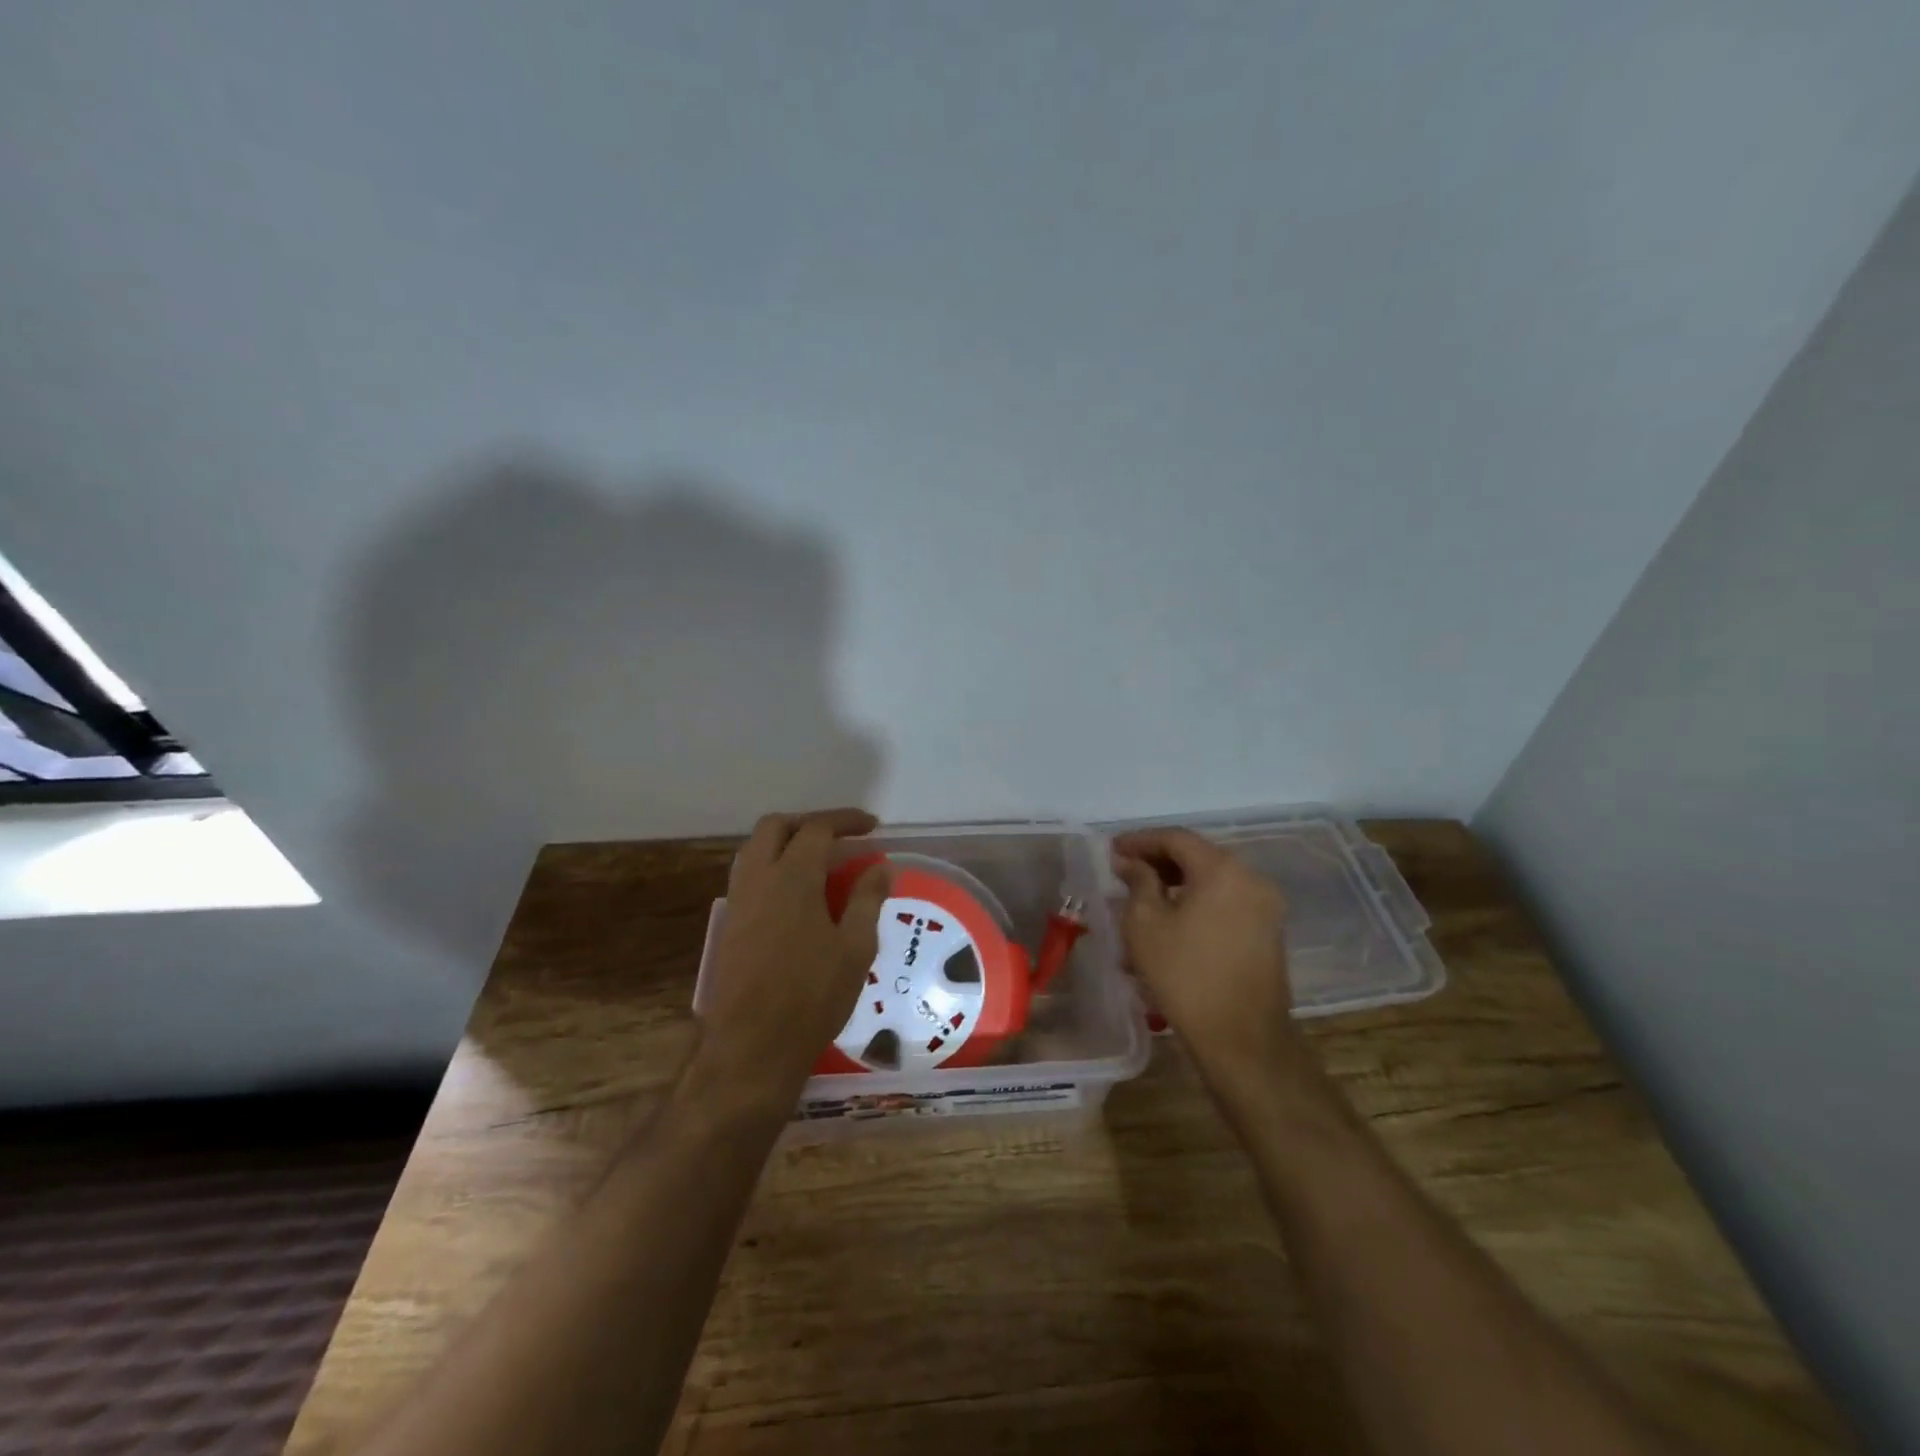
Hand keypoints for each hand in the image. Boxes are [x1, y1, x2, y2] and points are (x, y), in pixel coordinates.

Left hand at [693, 809, 891, 1112]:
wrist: (751, 1046)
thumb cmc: (812, 995)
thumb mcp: (855, 947)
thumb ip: (867, 900)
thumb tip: (881, 867)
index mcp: (792, 877)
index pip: (817, 829)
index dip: (846, 821)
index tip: (872, 826)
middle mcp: (758, 878)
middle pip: (776, 827)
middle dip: (809, 823)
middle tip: (841, 837)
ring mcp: (738, 900)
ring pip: (756, 849)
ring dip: (787, 843)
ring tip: (821, 862)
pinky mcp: (729, 924)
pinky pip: (750, 876)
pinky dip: (774, 867)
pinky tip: (797, 895)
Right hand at [1111, 829, 1299, 1085]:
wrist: (1243, 1040)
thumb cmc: (1185, 976)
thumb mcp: (1145, 924)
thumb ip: (1137, 881)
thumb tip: (1132, 863)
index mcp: (1223, 870)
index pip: (1176, 838)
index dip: (1140, 840)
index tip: (1111, 850)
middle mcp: (1251, 879)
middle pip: (1197, 857)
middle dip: (1157, 862)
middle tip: (1123, 873)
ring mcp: (1265, 907)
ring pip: (1211, 883)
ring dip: (1174, 886)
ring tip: (1139, 904)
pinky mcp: (1267, 933)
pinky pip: (1224, 905)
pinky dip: (1195, 905)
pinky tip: (1168, 926)